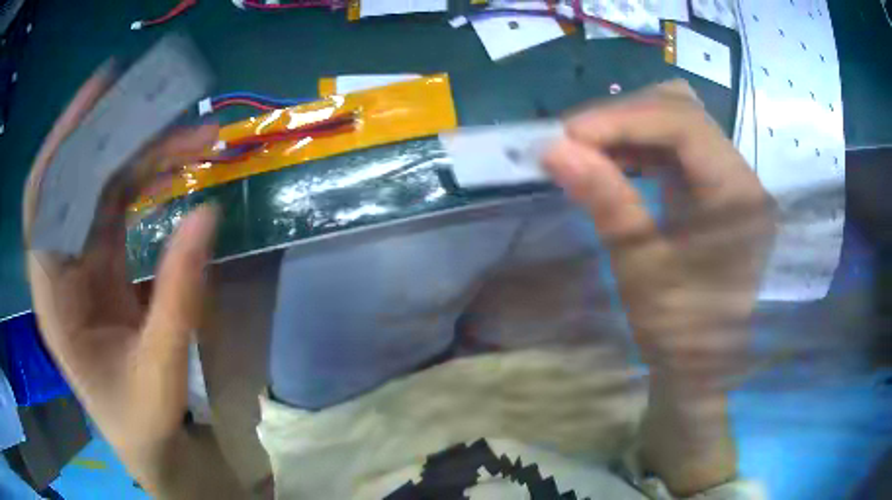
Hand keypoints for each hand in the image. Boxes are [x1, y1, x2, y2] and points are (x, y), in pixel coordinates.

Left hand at [23, 68, 221, 487]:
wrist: (146, 441)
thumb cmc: (141, 418)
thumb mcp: (160, 370)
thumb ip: (179, 295)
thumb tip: (207, 212)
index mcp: (53, 294)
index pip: (43, 197)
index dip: (65, 136)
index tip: (102, 87)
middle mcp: (60, 264)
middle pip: (80, 178)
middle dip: (122, 137)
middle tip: (174, 107)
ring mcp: (81, 260)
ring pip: (104, 186)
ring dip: (146, 156)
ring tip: (199, 140)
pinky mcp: (102, 262)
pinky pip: (119, 205)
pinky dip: (147, 180)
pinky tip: (177, 169)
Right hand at [545, 81, 774, 383]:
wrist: (699, 367)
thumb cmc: (678, 333)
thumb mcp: (641, 269)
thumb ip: (606, 201)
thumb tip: (553, 149)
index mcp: (740, 198)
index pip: (686, 126)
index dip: (625, 119)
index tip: (569, 134)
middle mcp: (742, 178)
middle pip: (684, 111)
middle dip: (625, 117)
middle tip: (576, 140)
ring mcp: (729, 180)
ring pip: (678, 121)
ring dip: (630, 128)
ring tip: (589, 150)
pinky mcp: (714, 188)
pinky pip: (676, 147)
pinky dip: (639, 146)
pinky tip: (612, 161)